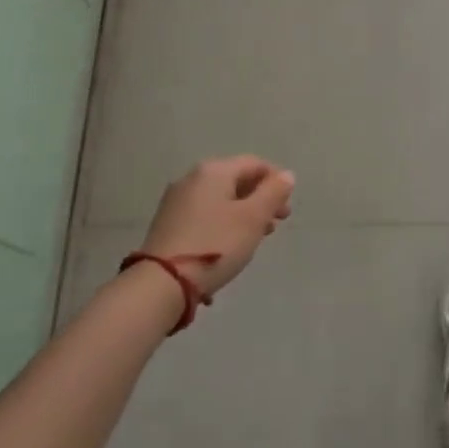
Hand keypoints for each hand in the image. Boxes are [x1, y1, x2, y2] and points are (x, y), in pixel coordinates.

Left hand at [139, 156, 295, 301]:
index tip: (286, 209)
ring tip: (256, 238)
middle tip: (276, 224)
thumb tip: (286, 174)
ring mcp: (176, 200)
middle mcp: (192, 178)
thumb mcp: (253, 218)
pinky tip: (229, 244)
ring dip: (243, 213)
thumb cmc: (216, 245)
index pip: (254, 164)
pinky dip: (223, 222)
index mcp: (214, 170)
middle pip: (236, 180)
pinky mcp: (168, 223)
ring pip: (220, 199)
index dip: (276, 181)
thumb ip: (273, 193)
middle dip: (260, 199)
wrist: (162, 283)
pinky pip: (205, 213)